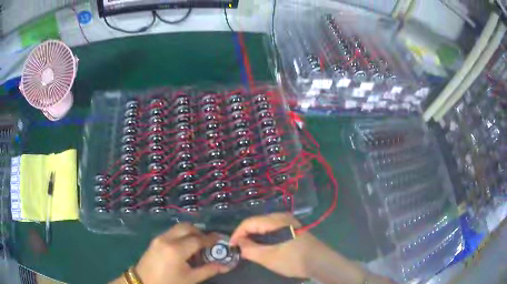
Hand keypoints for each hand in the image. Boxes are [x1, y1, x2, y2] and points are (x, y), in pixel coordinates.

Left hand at [135, 223, 229, 283]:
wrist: (144, 282)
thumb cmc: (169, 282)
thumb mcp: (190, 279)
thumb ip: (208, 270)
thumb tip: (225, 266)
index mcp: (176, 250)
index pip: (197, 240)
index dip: (210, 239)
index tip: (220, 239)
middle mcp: (167, 239)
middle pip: (186, 227)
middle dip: (199, 232)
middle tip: (208, 241)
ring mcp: (159, 238)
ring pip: (178, 228)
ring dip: (190, 232)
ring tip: (197, 244)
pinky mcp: (155, 240)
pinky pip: (171, 232)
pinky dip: (181, 235)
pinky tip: (184, 247)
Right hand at [230, 213, 318, 277]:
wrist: (320, 262)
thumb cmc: (293, 259)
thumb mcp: (268, 257)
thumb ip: (249, 249)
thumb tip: (238, 244)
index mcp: (275, 220)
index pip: (248, 222)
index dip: (237, 234)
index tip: (231, 247)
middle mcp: (281, 216)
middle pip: (256, 223)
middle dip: (245, 235)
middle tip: (239, 249)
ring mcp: (288, 222)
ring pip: (264, 227)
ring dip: (254, 237)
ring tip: (249, 250)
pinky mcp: (292, 228)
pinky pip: (272, 230)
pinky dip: (264, 238)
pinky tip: (263, 247)